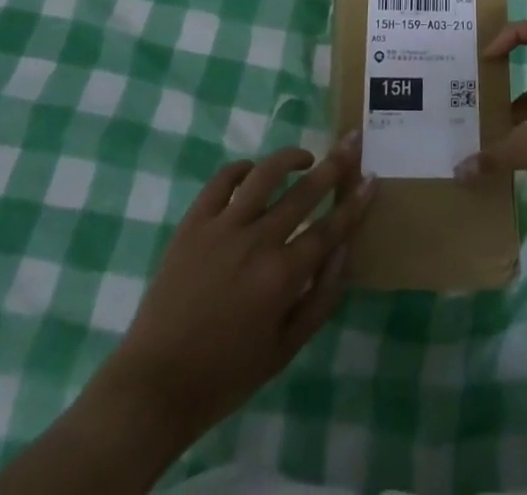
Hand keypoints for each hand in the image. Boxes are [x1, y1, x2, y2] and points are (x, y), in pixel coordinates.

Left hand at [92, 137, 376, 447]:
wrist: (155, 384)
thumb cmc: (226, 374)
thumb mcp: (285, 350)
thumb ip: (321, 298)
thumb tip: (345, 250)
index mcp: (282, 276)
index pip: (330, 228)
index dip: (355, 202)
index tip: (371, 177)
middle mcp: (257, 242)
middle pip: (304, 191)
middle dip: (335, 164)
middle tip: (352, 140)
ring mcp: (222, 227)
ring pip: (264, 174)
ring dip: (290, 157)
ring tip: (304, 156)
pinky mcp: (193, 222)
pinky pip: (222, 180)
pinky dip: (241, 169)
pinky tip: (252, 172)